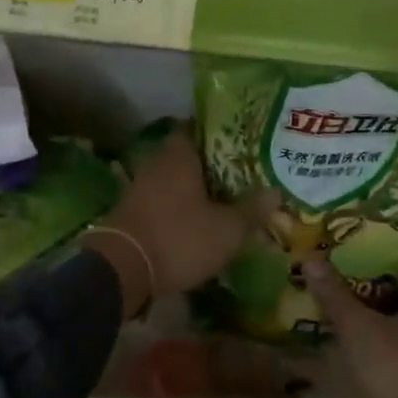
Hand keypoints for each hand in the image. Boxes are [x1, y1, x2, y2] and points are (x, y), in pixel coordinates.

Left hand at [87, 127, 260, 314]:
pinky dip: (180, 206)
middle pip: (188, 154)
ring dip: (196, 187)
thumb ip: (251, 210)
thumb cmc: (179, 238)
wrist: (122, 270)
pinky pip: (164, 200)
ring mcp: (141, 187)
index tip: (242, 139)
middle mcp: (157, 163)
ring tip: (225, 197)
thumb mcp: (226, 229)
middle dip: (212, 163)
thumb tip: (275, 192)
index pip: (198, 128)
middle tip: (242, 171)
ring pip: (176, 179)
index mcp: (179, 155)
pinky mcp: (133, 211)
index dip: (219, 131)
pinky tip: (199, 219)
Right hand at [303, 260, 397, 397]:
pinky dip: (377, 342)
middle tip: (335, 276)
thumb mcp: (359, 327)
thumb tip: (310, 258)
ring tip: (335, 304)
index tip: (349, 253)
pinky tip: (348, 340)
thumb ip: (334, 294)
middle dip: (370, 286)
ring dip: (371, 316)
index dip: (380, 256)